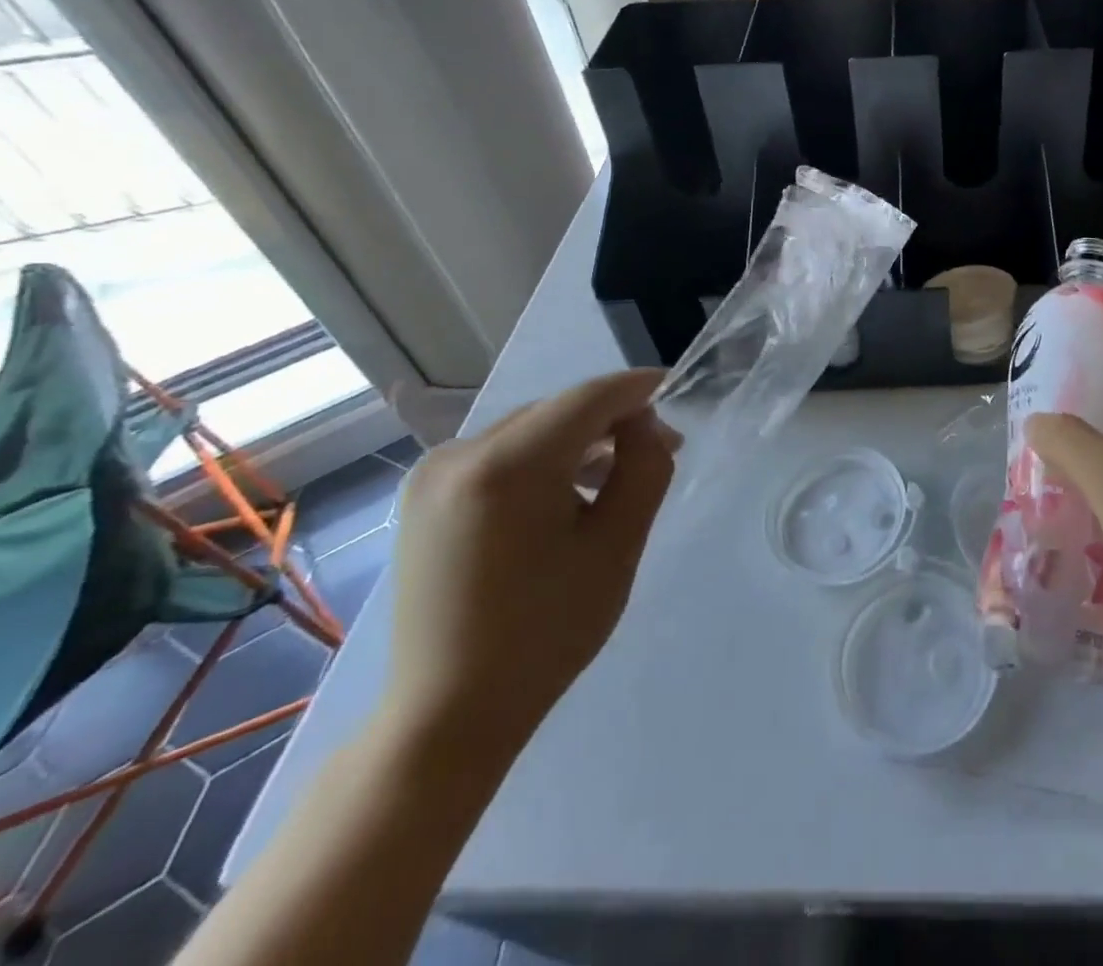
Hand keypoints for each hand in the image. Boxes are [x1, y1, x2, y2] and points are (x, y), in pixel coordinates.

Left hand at [381, 371, 676, 757]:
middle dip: (613, 421)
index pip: (589, 397)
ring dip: (579, 442)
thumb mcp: (617, 546)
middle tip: (659, 451)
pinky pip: (500, 455)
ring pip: (530, 431)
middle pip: (558, 411)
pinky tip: (565, 497)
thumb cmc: (546, 631)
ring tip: (615, 478)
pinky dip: (542, 461)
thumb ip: (644, 468)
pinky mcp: (423, 497)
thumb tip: (643, 425)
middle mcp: (459, 453)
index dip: (638, 388)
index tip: (678, 389)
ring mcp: (432, 475)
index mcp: (507, 465)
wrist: (448, 713)